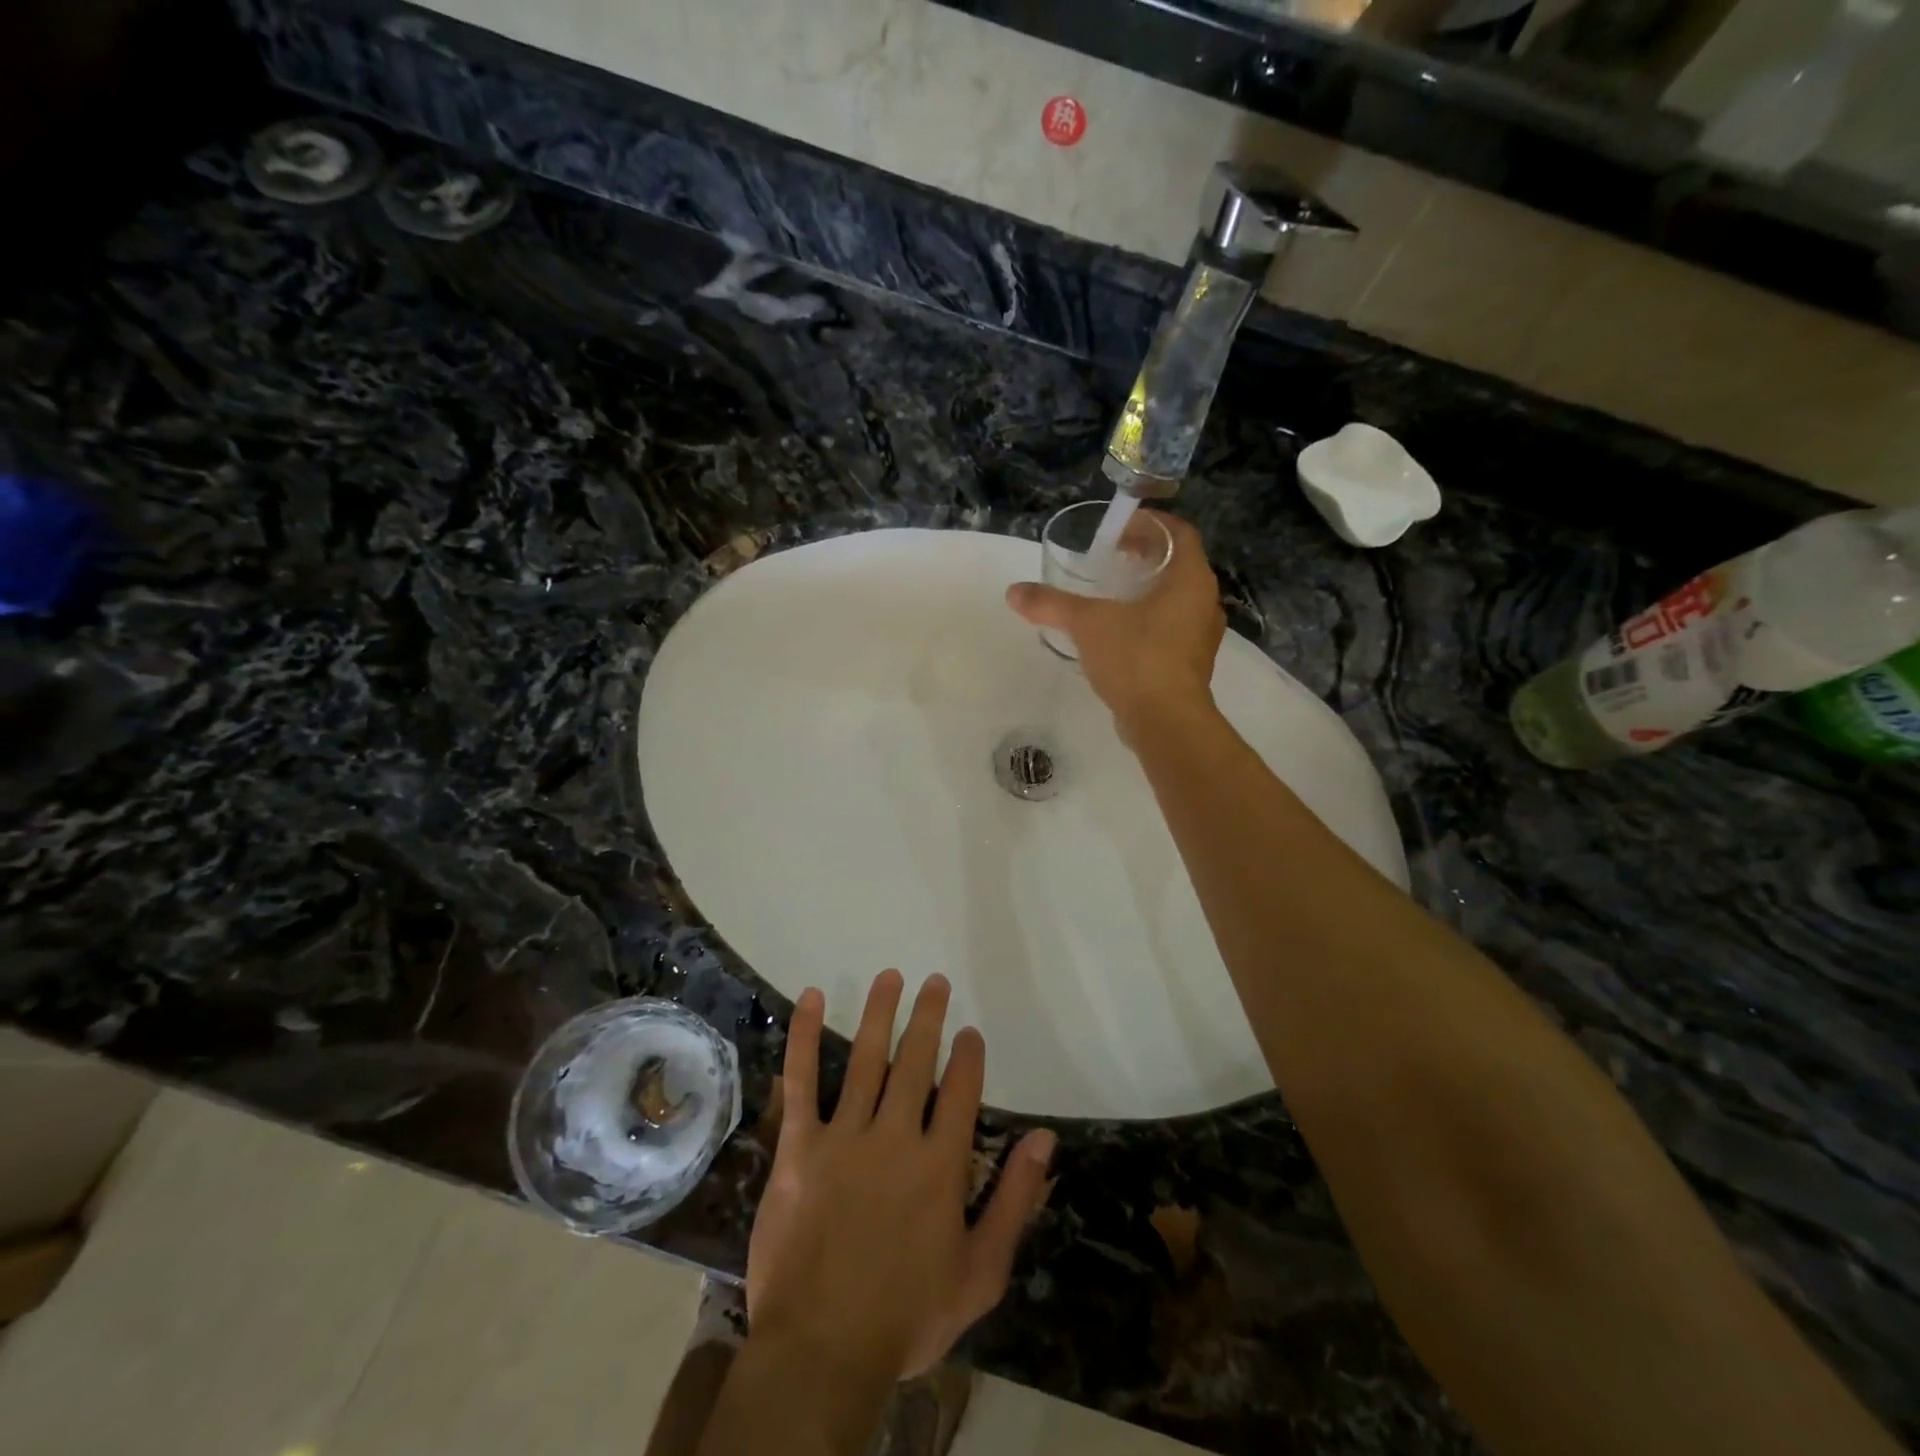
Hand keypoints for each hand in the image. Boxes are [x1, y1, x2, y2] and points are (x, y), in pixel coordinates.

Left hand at [747, 971, 1056, 1382]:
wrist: (822, 1351)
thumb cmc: (907, 1317)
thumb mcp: (981, 1273)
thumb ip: (1015, 1201)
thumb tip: (1044, 1140)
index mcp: (941, 1164)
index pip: (961, 1091)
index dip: (967, 1056)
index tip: (968, 1032)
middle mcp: (896, 1136)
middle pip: (916, 1061)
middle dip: (928, 1017)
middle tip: (934, 982)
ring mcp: (845, 1137)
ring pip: (866, 1059)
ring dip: (880, 1013)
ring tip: (891, 977)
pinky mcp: (800, 1147)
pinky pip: (802, 1082)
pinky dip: (807, 1037)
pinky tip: (813, 998)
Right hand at [1006, 510, 1224, 736]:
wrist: (1165, 721)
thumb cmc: (1136, 658)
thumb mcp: (1087, 624)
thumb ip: (1051, 604)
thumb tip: (1013, 592)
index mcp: (1191, 578)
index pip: (1179, 532)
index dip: (1150, 523)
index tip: (1119, 528)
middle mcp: (1204, 601)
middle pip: (1178, 564)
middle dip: (1145, 556)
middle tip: (1111, 557)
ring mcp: (1201, 635)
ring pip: (1177, 598)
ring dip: (1148, 589)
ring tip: (1112, 593)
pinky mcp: (1192, 663)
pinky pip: (1173, 627)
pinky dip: (1150, 619)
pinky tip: (1120, 632)